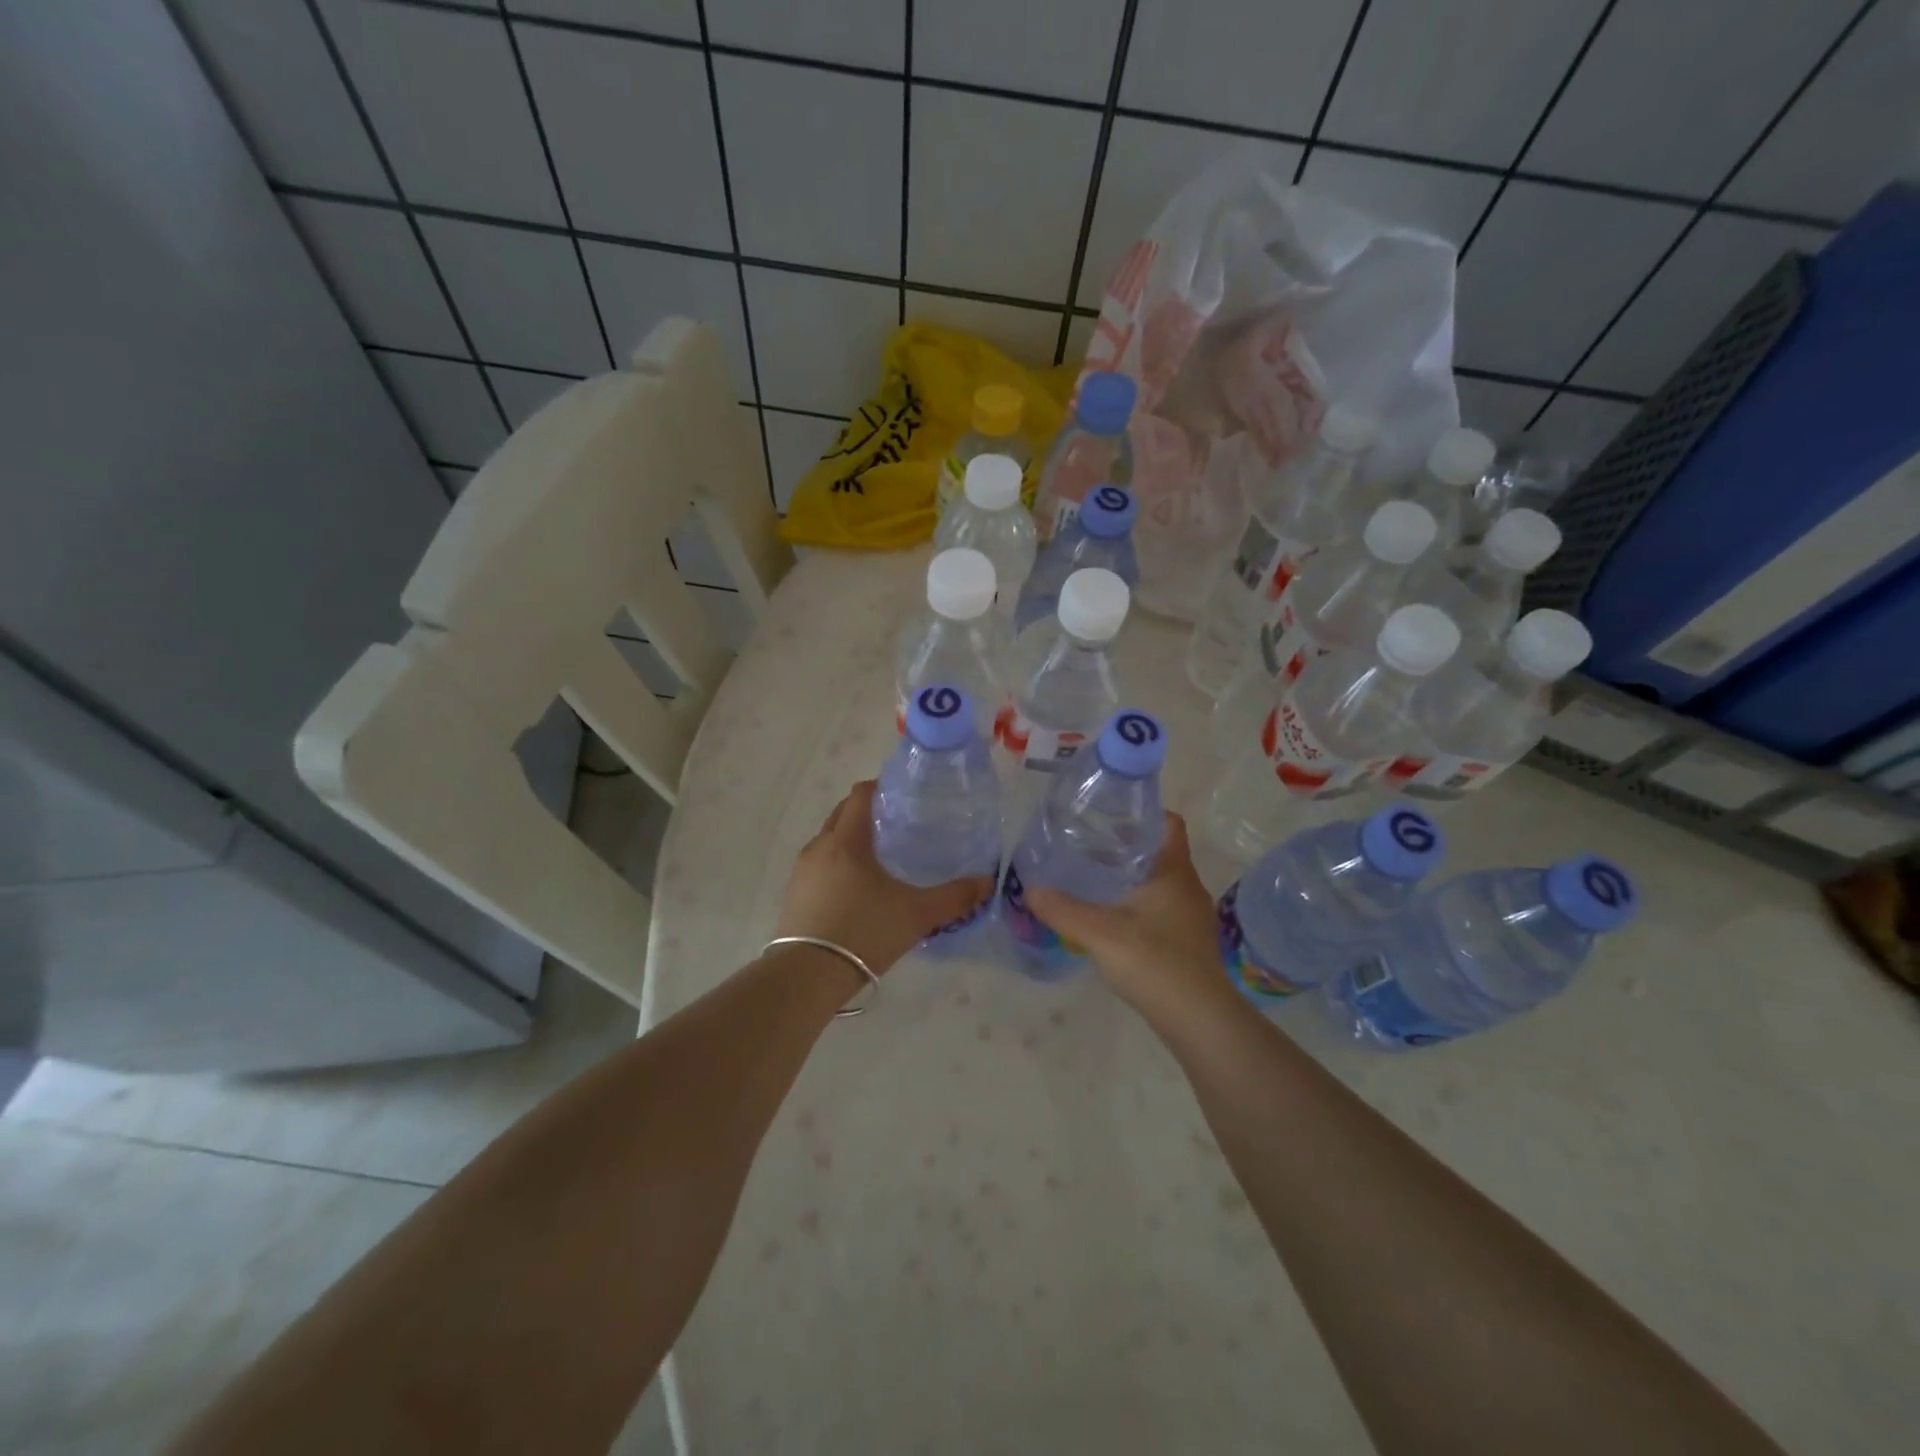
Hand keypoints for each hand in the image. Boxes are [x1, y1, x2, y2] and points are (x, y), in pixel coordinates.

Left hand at [775, 780, 994, 975]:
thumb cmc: (864, 931)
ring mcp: (802, 872)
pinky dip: (838, 866)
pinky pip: (819, 867)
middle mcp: (819, 847)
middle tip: (898, 825)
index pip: (860, 795)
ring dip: (850, 841)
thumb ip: (954, 897)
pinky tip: (858, 890)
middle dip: (866, 813)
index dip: (881, 787)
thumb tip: (987, 882)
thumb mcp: (917, 914)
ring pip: (829, 842)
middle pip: (842, 814)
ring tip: (881, 858)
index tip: (904, 795)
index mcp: (847, 840)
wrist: (808, 976)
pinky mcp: (794, 896)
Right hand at [1026, 814, 1234, 1022]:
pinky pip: (1162, 908)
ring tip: (1095, 879)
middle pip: (1160, 852)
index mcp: (1174, 872)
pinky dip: (1139, 904)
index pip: (1169, 824)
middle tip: (1089, 845)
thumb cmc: (1155, 963)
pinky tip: (1113, 918)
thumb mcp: (1101, 933)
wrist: (1199, 1020)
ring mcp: (1191, 917)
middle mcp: (1188, 888)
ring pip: (1160, 882)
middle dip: (1127, 846)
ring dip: (1132, 877)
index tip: (1110, 814)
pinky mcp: (1188, 942)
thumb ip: (1063, 910)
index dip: (1144, 813)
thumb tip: (1030, 890)